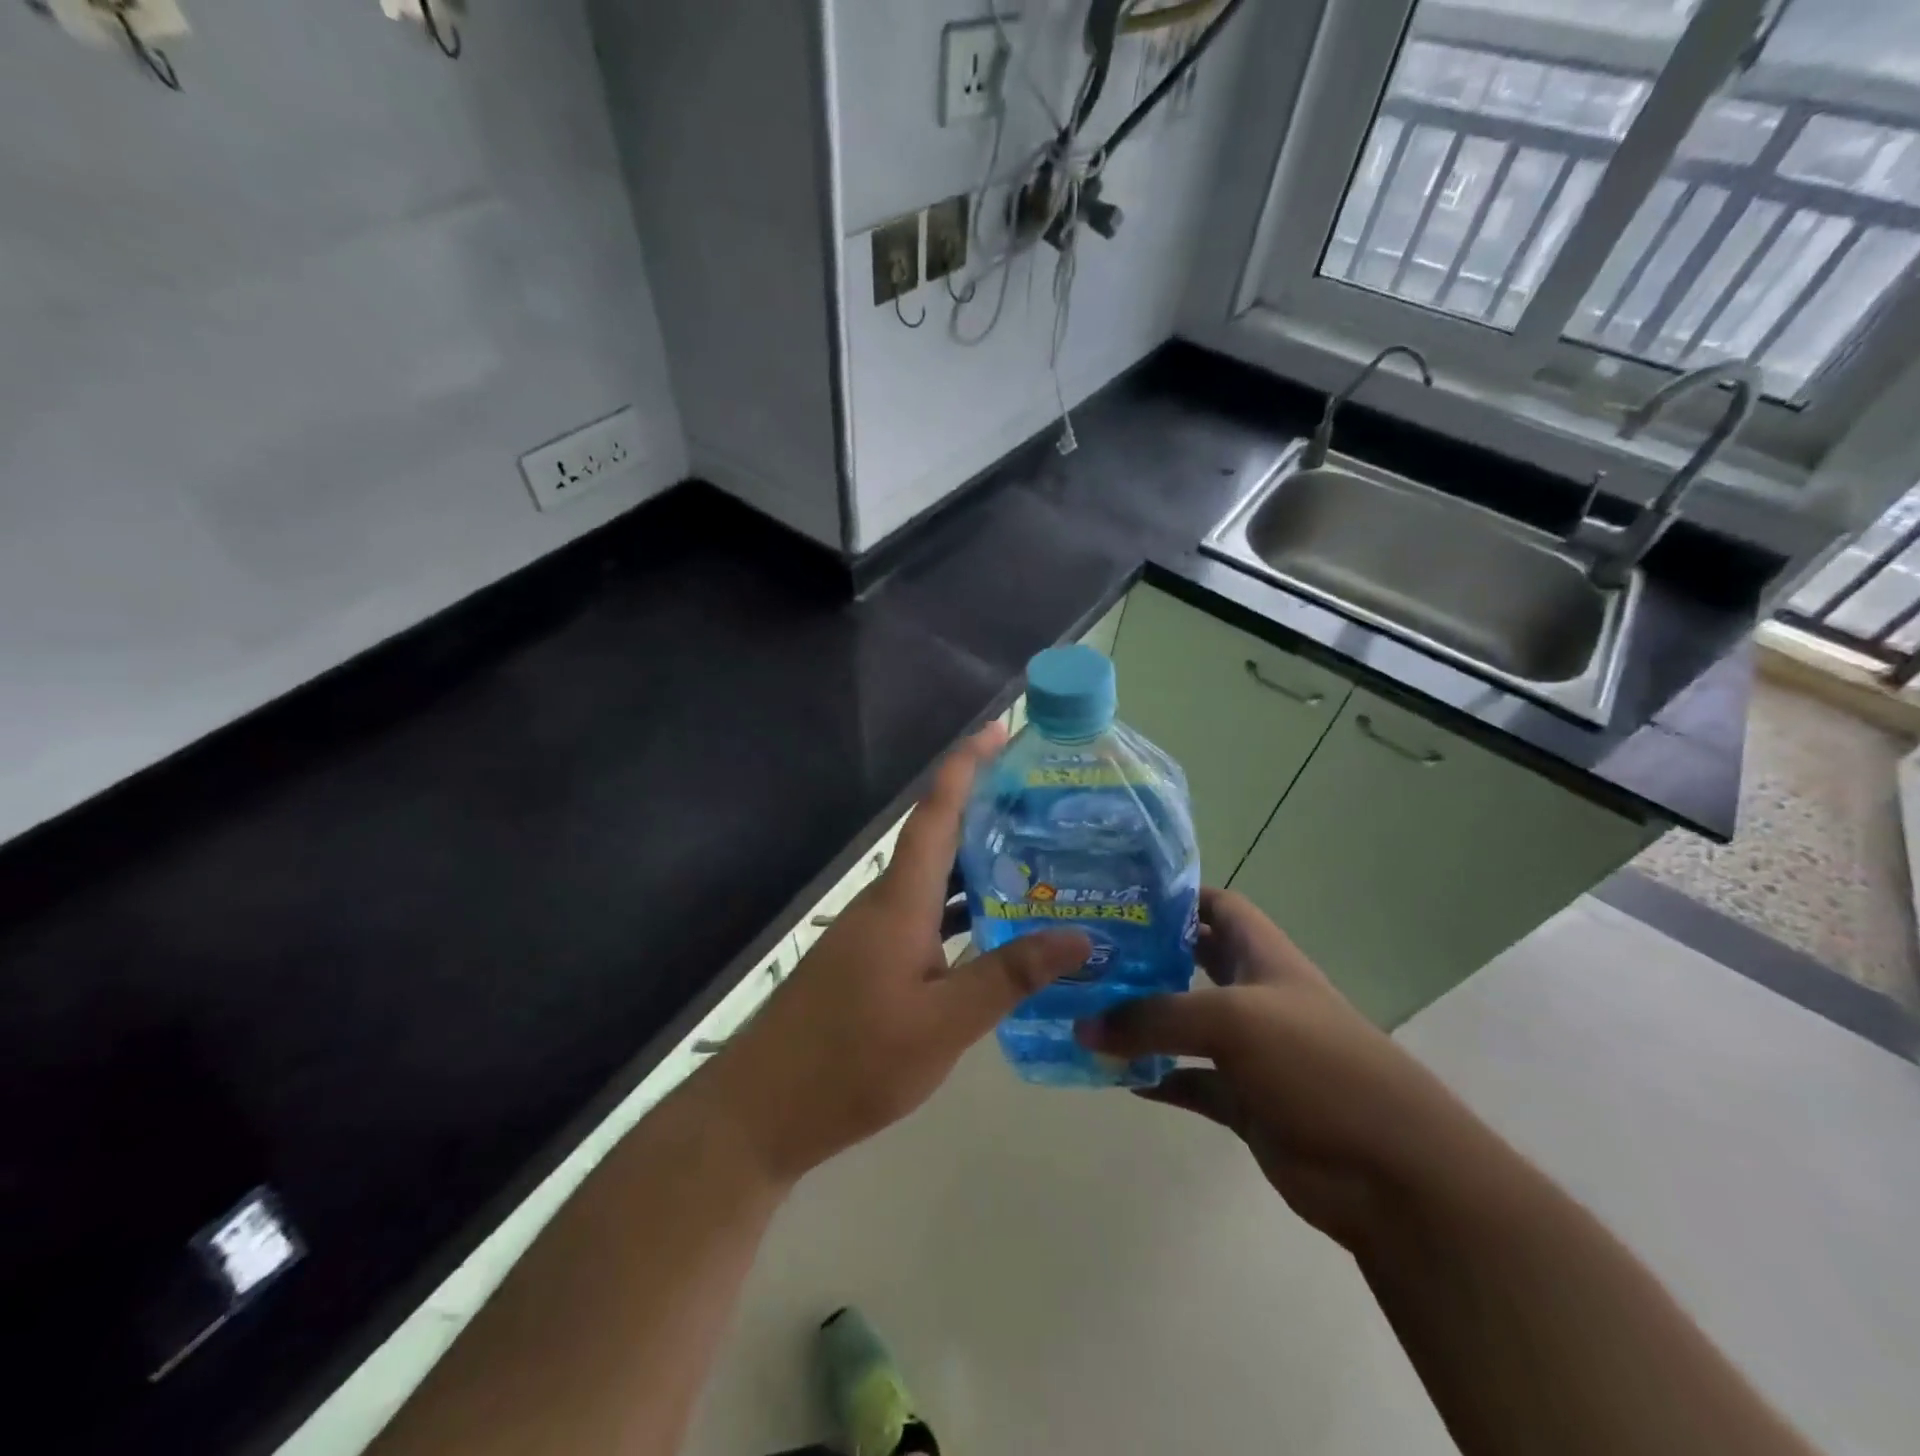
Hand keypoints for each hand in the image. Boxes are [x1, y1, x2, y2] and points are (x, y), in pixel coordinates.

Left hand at [702, 723, 1091, 1185]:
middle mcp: (883, 902)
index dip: (966, 764)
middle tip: (1046, 802)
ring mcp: (871, 931)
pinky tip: (993, 931)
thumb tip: (1079, 936)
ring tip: (1038, 859)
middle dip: (986, 809)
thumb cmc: (852, 1062)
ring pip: (933, 880)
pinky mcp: (867, 960)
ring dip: (977, 863)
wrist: (762, 1111)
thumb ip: (1009, 976)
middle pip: (938, 837)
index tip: (1001, 729)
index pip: (936, 812)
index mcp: (900, 900)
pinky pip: (923, 914)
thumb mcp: (943, 1024)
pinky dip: (961, 909)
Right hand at [1078, 888, 1465, 1248]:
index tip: (1119, 896)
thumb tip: (1084, 1025)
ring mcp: (1251, 1050)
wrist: (1393, 1171)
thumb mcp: (1231, 1022)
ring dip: (1143, 1021)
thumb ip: (1154, 1019)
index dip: (1174, 896)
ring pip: (1184, 1025)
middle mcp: (1254, 995)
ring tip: (1087, 1012)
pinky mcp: (1246, 1101)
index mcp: (1262, 956)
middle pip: (1192, 961)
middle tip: (1088, 954)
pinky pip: (1190, 1081)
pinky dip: (1158, 1078)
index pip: (1216, 905)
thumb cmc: (1316, 1066)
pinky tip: (1118, 1078)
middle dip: (1145, 956)